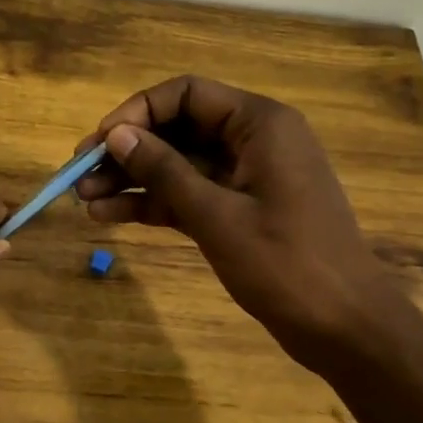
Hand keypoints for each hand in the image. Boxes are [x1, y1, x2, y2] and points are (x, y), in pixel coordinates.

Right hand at [75, 75, 401, 371]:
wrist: (344, 327)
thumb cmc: (287, 264)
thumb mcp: (216, 215)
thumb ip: (164, 171)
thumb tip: (115, 134)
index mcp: (259, 124)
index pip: (186, 94)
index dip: (136, 112)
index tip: (99, 142)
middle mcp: (251, 140)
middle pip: (176, 129)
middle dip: (126, 150)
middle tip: (78, 175)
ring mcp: (243, 177)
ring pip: (176, 164)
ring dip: (131, 180)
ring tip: (84, 200)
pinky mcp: (236, 210)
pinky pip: (186, 195)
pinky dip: (151, 204)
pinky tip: (109, 217)